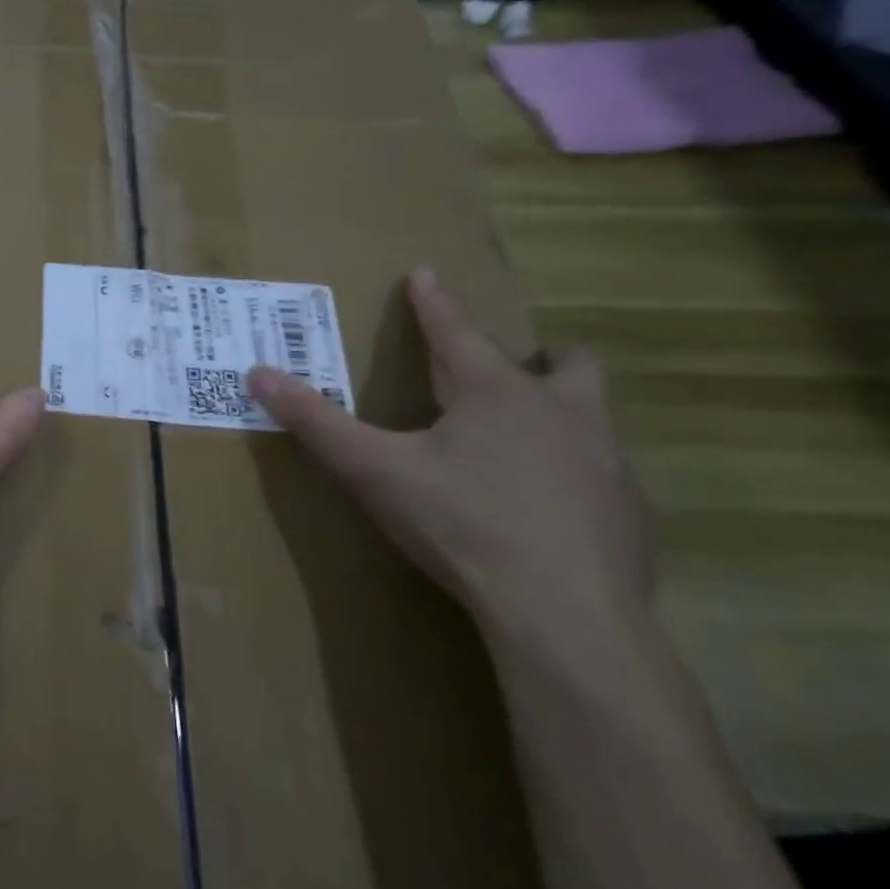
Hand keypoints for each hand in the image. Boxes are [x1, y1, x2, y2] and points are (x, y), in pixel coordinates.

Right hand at [248, 268, 655, 664]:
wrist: (564, 614)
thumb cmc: (461, 523)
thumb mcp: (373, 470)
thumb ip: (315, 421)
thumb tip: (257, 374)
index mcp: (496, 394)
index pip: (457, 332)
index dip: (434, 303)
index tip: (426, 273)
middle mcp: (562, 415)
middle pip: (568, 364)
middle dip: (542, 356)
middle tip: (512, 370)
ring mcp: (608, 465)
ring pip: (592, 418)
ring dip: (561, 415)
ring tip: (522, 443)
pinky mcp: (631, 516)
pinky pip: (604, 476)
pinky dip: (574, 476)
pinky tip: (545, 510)